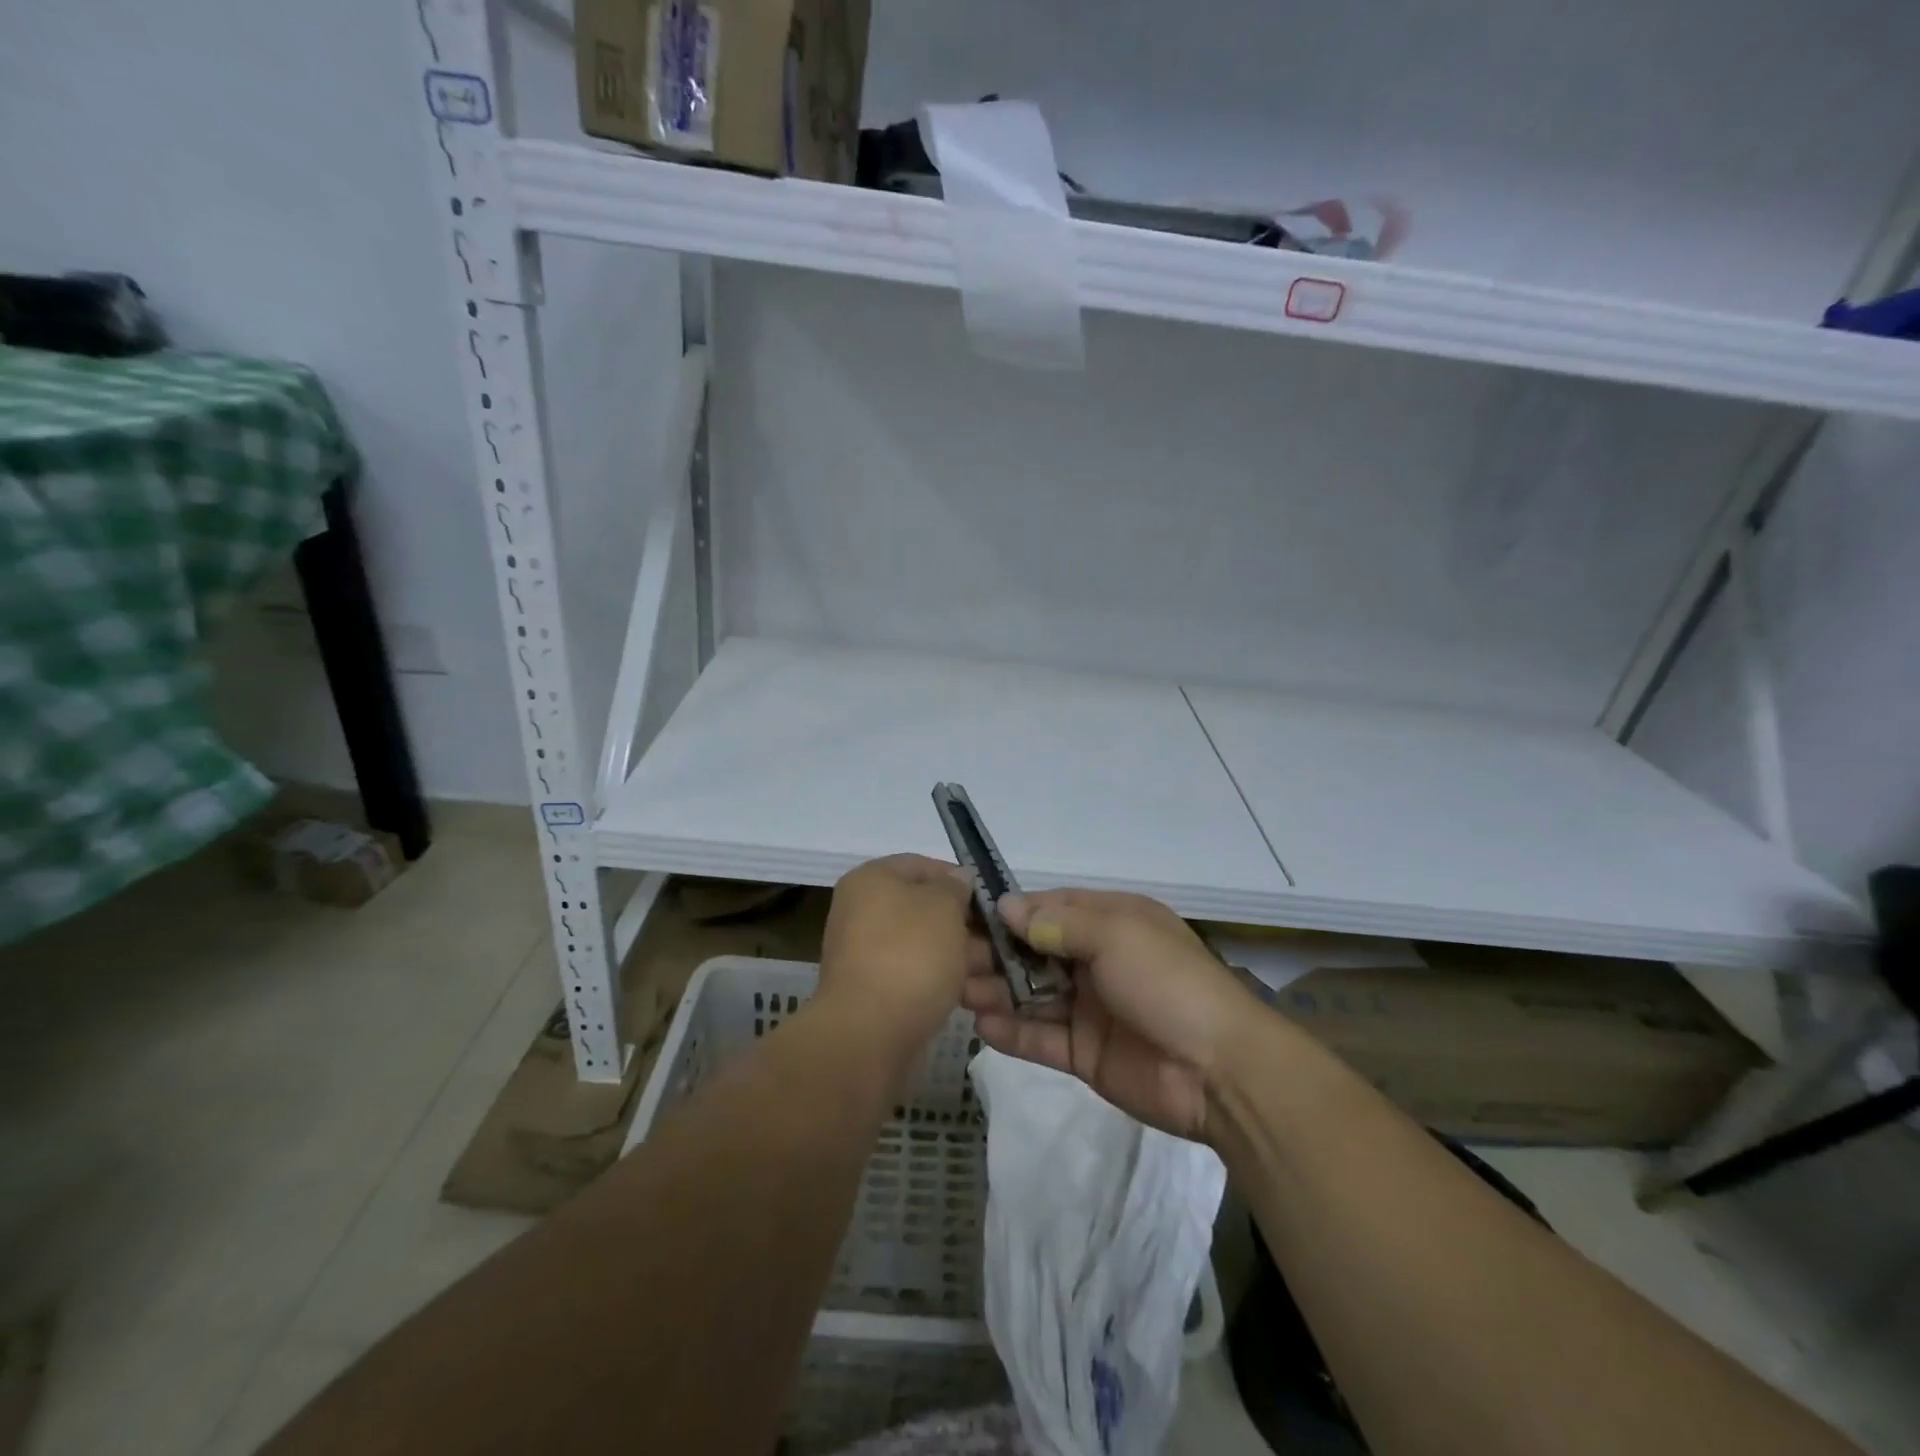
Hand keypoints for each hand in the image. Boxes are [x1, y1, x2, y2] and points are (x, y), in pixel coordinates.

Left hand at [819, 854, 989, 1055]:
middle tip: (998, 942)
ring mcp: (866, 954)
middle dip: (965, 925)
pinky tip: (970, 995)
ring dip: (959, 957)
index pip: (921, 865)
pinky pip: (915, 977)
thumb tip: (957, 880)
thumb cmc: (910, 955)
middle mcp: (862, 911)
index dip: (958, 878)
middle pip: (925, 909)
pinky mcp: (875, 993)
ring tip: (994, 974)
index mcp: (871, 880)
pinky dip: (941, 982)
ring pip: (925, 946)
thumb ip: (955, 887)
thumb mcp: (944, 906)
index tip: (989, 901)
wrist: (869, 1033)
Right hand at [961, 888, 1254, 1141]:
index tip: (966, 914)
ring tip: (957, 990)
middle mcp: (1097, 960)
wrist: (1219, 1071)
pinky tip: (981, 1024)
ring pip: (1032, 994)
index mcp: (1111, 923)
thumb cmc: (1167, 983)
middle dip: (995, 953)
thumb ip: (1058, 922)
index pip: (1050, 908)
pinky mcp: (1085, 1052)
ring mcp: (1090, 1008)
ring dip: (996, 990)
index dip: (1010, 911)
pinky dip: (1012, 1031)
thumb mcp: (1117, 935)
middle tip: (951, 959)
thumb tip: (1006, 906)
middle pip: (1034, 951)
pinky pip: (1041, 1037)